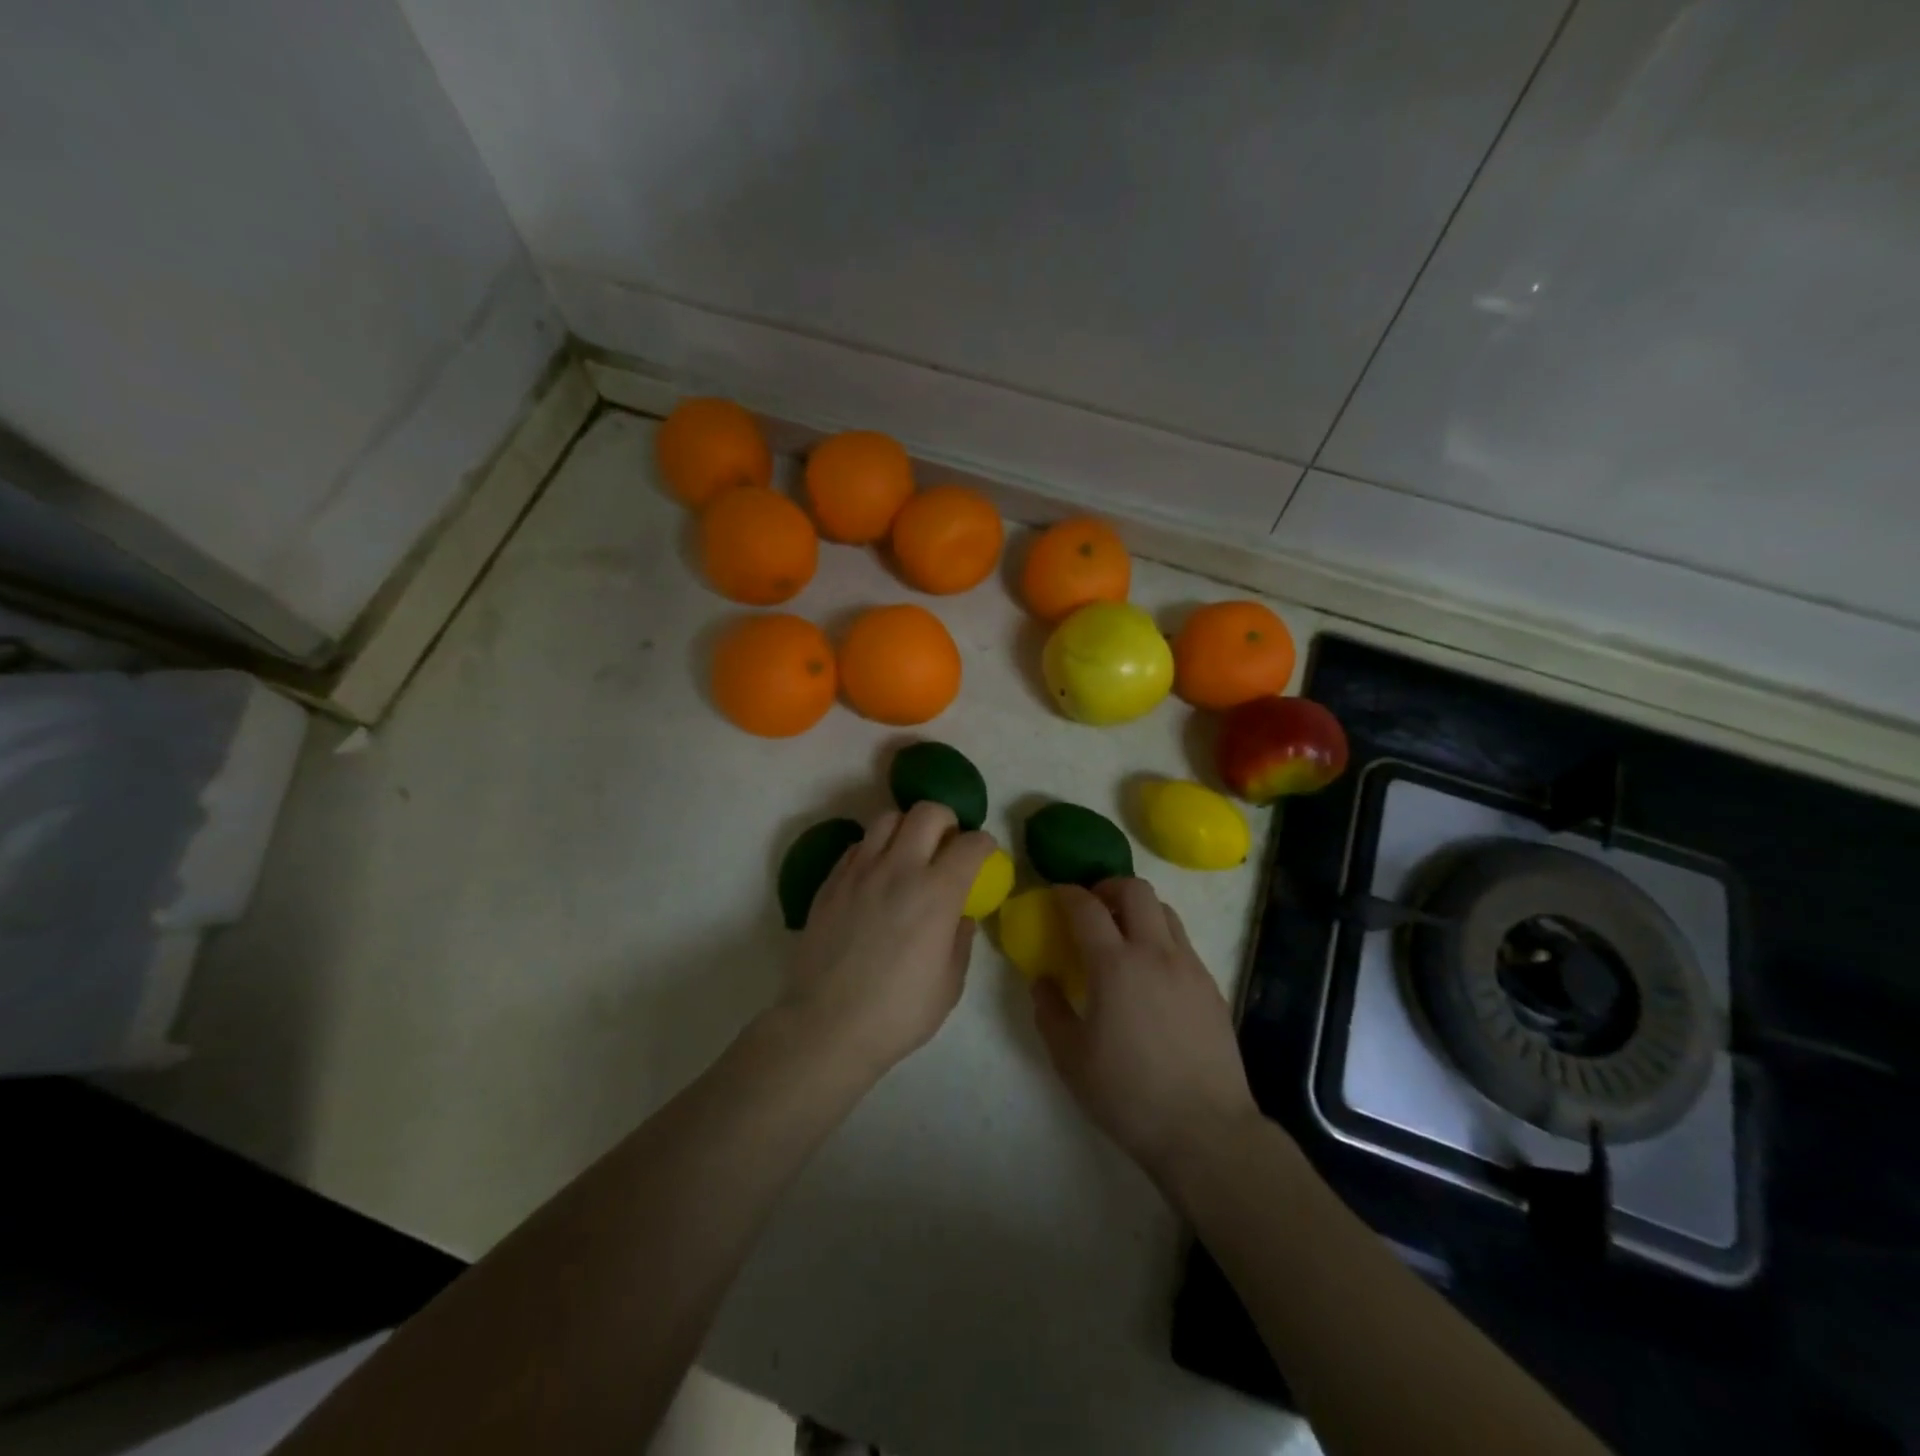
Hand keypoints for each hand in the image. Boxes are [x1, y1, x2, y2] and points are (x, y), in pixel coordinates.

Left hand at [785, 801, 995, 1074]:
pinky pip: (858, 845)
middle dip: (947, 820)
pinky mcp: (832, 882)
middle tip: (947, 844)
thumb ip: (960, 940)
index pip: (971, 844)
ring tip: (909, 853)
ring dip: (906, 827)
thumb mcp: (949, 984)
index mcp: (937, 893)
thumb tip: (961, 915)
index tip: (985, 855)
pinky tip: (876, 875)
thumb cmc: (898, 1012)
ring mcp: (860, 871)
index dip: (985, 844)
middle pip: (928, 812)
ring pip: (887, 818)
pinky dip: (875, 848)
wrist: (827, 1026)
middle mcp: (899, 868)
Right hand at [1032, 880, 1260, 1186]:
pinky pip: (1183, 943)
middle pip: (1135, 890)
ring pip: (1165, 911)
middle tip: (1092, 907)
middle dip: (1108, 887)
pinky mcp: (1211, 986)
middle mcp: (1155, 953)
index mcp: (1115, 966)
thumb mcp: (1070, 1058)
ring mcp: (1189, 967)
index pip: (1086, 907)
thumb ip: (1049, 1011)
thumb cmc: (1127, 1094)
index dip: (1067, 894)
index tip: (1056, 895)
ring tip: (1123, 935)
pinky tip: (1151, 974)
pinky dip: (1161, 939)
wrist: (1205, 1129)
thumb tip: (1043, 981)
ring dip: (1138, 909)